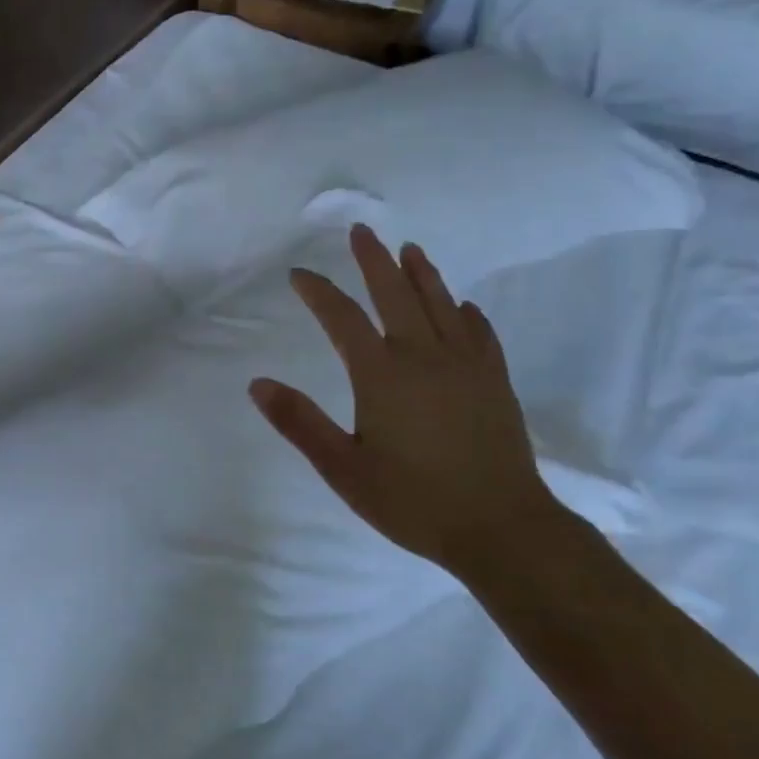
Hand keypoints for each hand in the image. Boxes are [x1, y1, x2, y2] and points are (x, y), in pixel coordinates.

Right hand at [251, 224, 561, 579]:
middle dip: (374, 261)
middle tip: (361, 232)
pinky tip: (463, 306)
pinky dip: (465, 313)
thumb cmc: (413, 501)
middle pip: (395, 294)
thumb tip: (257, 384)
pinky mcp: (495, 382)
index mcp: (382, 375)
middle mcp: (424, 357)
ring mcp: (466, 366)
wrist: (501, 527)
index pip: (342, 318)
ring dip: (422, 274)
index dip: (318, 292)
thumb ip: (300, 423)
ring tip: (411, 249)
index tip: (299, 274)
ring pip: (441, 305)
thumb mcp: (343, 468)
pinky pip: (479, 333)